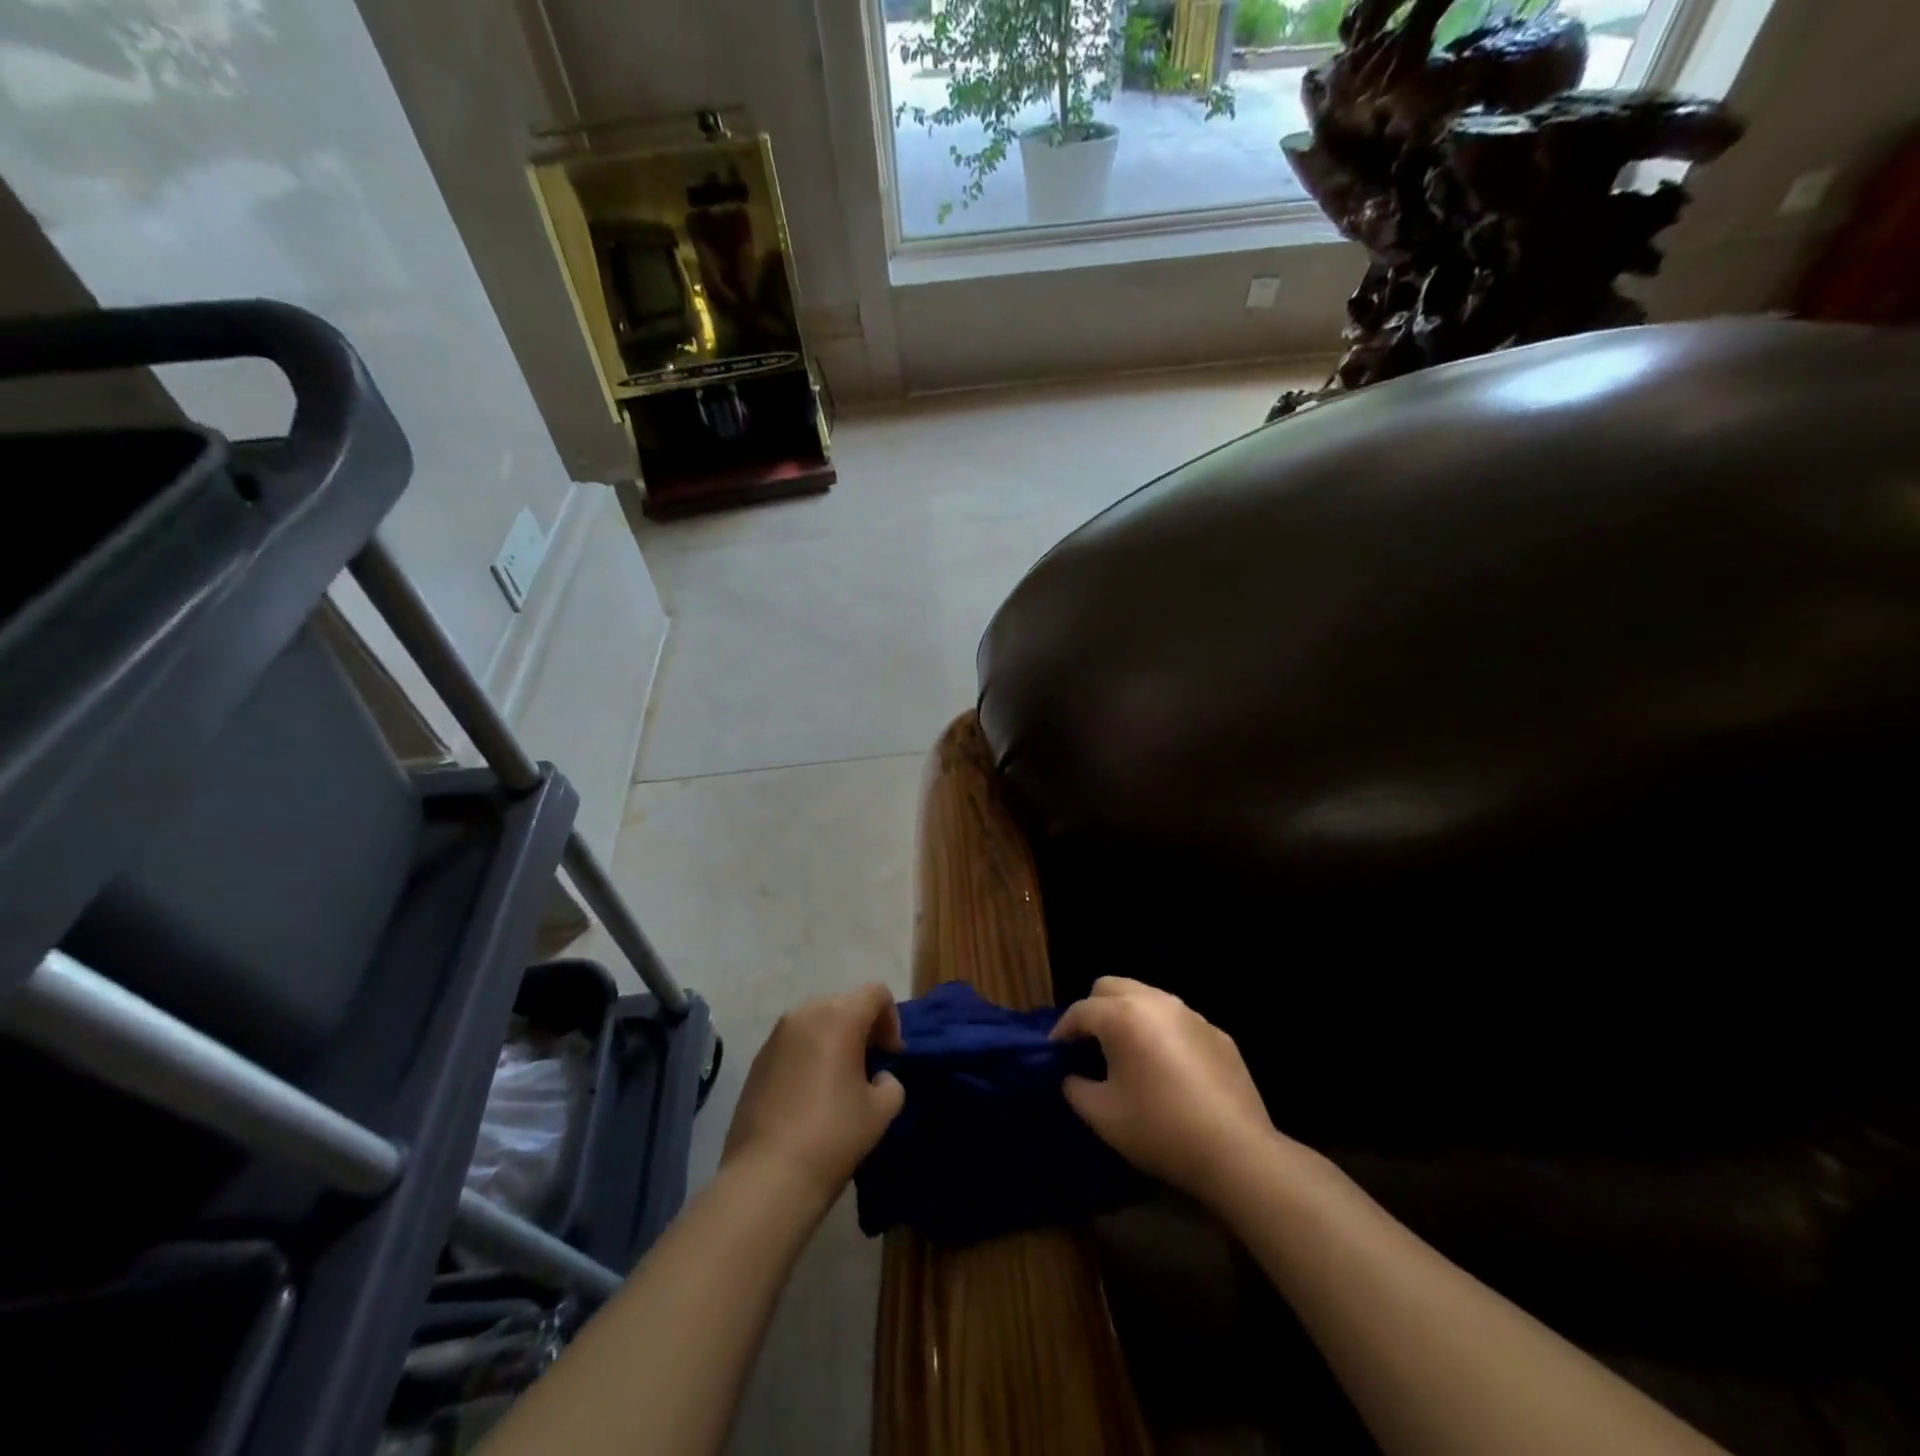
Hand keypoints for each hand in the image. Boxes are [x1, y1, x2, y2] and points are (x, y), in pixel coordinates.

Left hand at [721, 983, 906, 1212]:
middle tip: (870, 1067)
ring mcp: (775, 1036)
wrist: (767, 1176)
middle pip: (844, 1003)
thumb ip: (890, 1082)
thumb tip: (877, 1078)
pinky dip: (809, 1055)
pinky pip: (793, 1043)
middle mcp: (804, 1014)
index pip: (876, 993)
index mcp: (839, 1016)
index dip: (892, 1020)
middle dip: (863, 1028)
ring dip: (834, 1040)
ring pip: (816, 1022)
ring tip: (839, 1081)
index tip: (891, 1057)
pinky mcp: (757, 1060)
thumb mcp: (881, 1110)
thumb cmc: (833, 1135)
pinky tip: (810, 1095)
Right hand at [1053, 977, 1278, 1206]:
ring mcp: (1190, 1014)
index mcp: (1122, 1016)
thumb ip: (1075, 1088)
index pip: (1080, 1011)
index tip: (1055, 1054)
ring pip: (1146, 997)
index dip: (1062, 1031)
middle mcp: (1155, 1002)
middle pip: (1110, 987)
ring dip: (1128, 1015)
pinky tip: (1167, 1069)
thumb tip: (1072, 1077)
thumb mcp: (1102, 1116)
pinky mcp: (1217, 1032)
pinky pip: (1176, 1020)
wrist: (1236, 1151)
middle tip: (1088, 1046)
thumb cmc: (1160, 1129)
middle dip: (1093, 1010)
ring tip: (1126, 1053)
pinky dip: (1161, 1032)